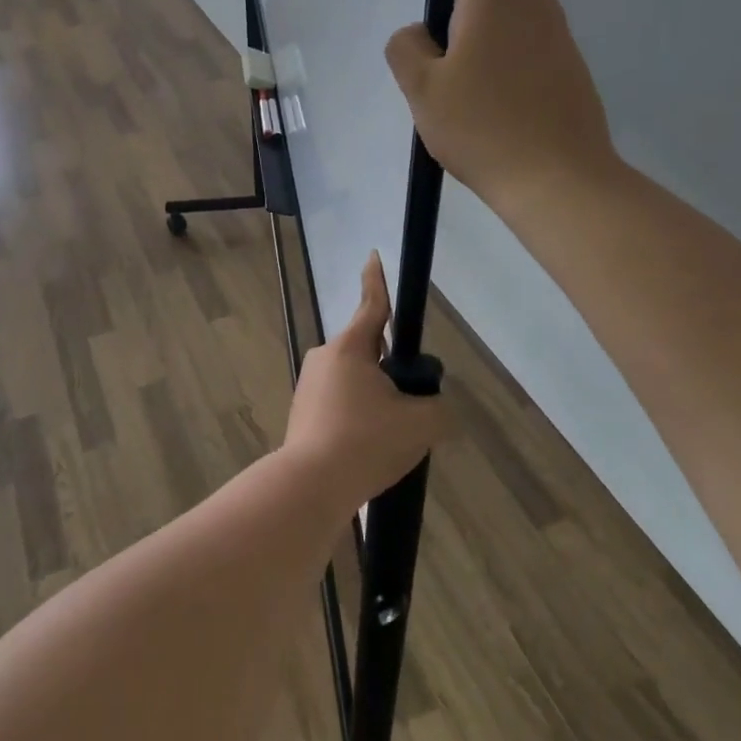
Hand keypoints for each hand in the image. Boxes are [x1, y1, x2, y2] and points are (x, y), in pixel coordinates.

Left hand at [282, 254, 445, 509]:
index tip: (373, 256)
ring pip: (355, 381)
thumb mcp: (421, 424)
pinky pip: (340, 404)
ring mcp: (310, 385)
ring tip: (388, 438)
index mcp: (351, 348)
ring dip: (375, 398)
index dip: (378, 280)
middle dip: (391, 370)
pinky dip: (358, 417)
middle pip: (368, 351)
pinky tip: (368, 449)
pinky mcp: (303, 411)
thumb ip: (438, 408)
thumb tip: (433, 407)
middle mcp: (325, 357)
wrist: (311, 485)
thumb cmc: (366, 442)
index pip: (372, 305)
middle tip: (409, 406)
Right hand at [385, 0, 618, 212]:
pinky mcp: (577, 74)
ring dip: (489, 58)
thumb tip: (420, 34)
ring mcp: (563, 41)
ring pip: (511, 34)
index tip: (437, 24)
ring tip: (475, 110)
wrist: (560, 182)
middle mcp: (536, 7)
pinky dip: (515, 80)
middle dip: (464, 30)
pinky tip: (504, 123)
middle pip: (490, 1)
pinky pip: (533, 62)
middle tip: (446, 83)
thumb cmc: (482, 127)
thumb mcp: (421, 89)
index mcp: (496, 0)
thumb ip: (406, 47)